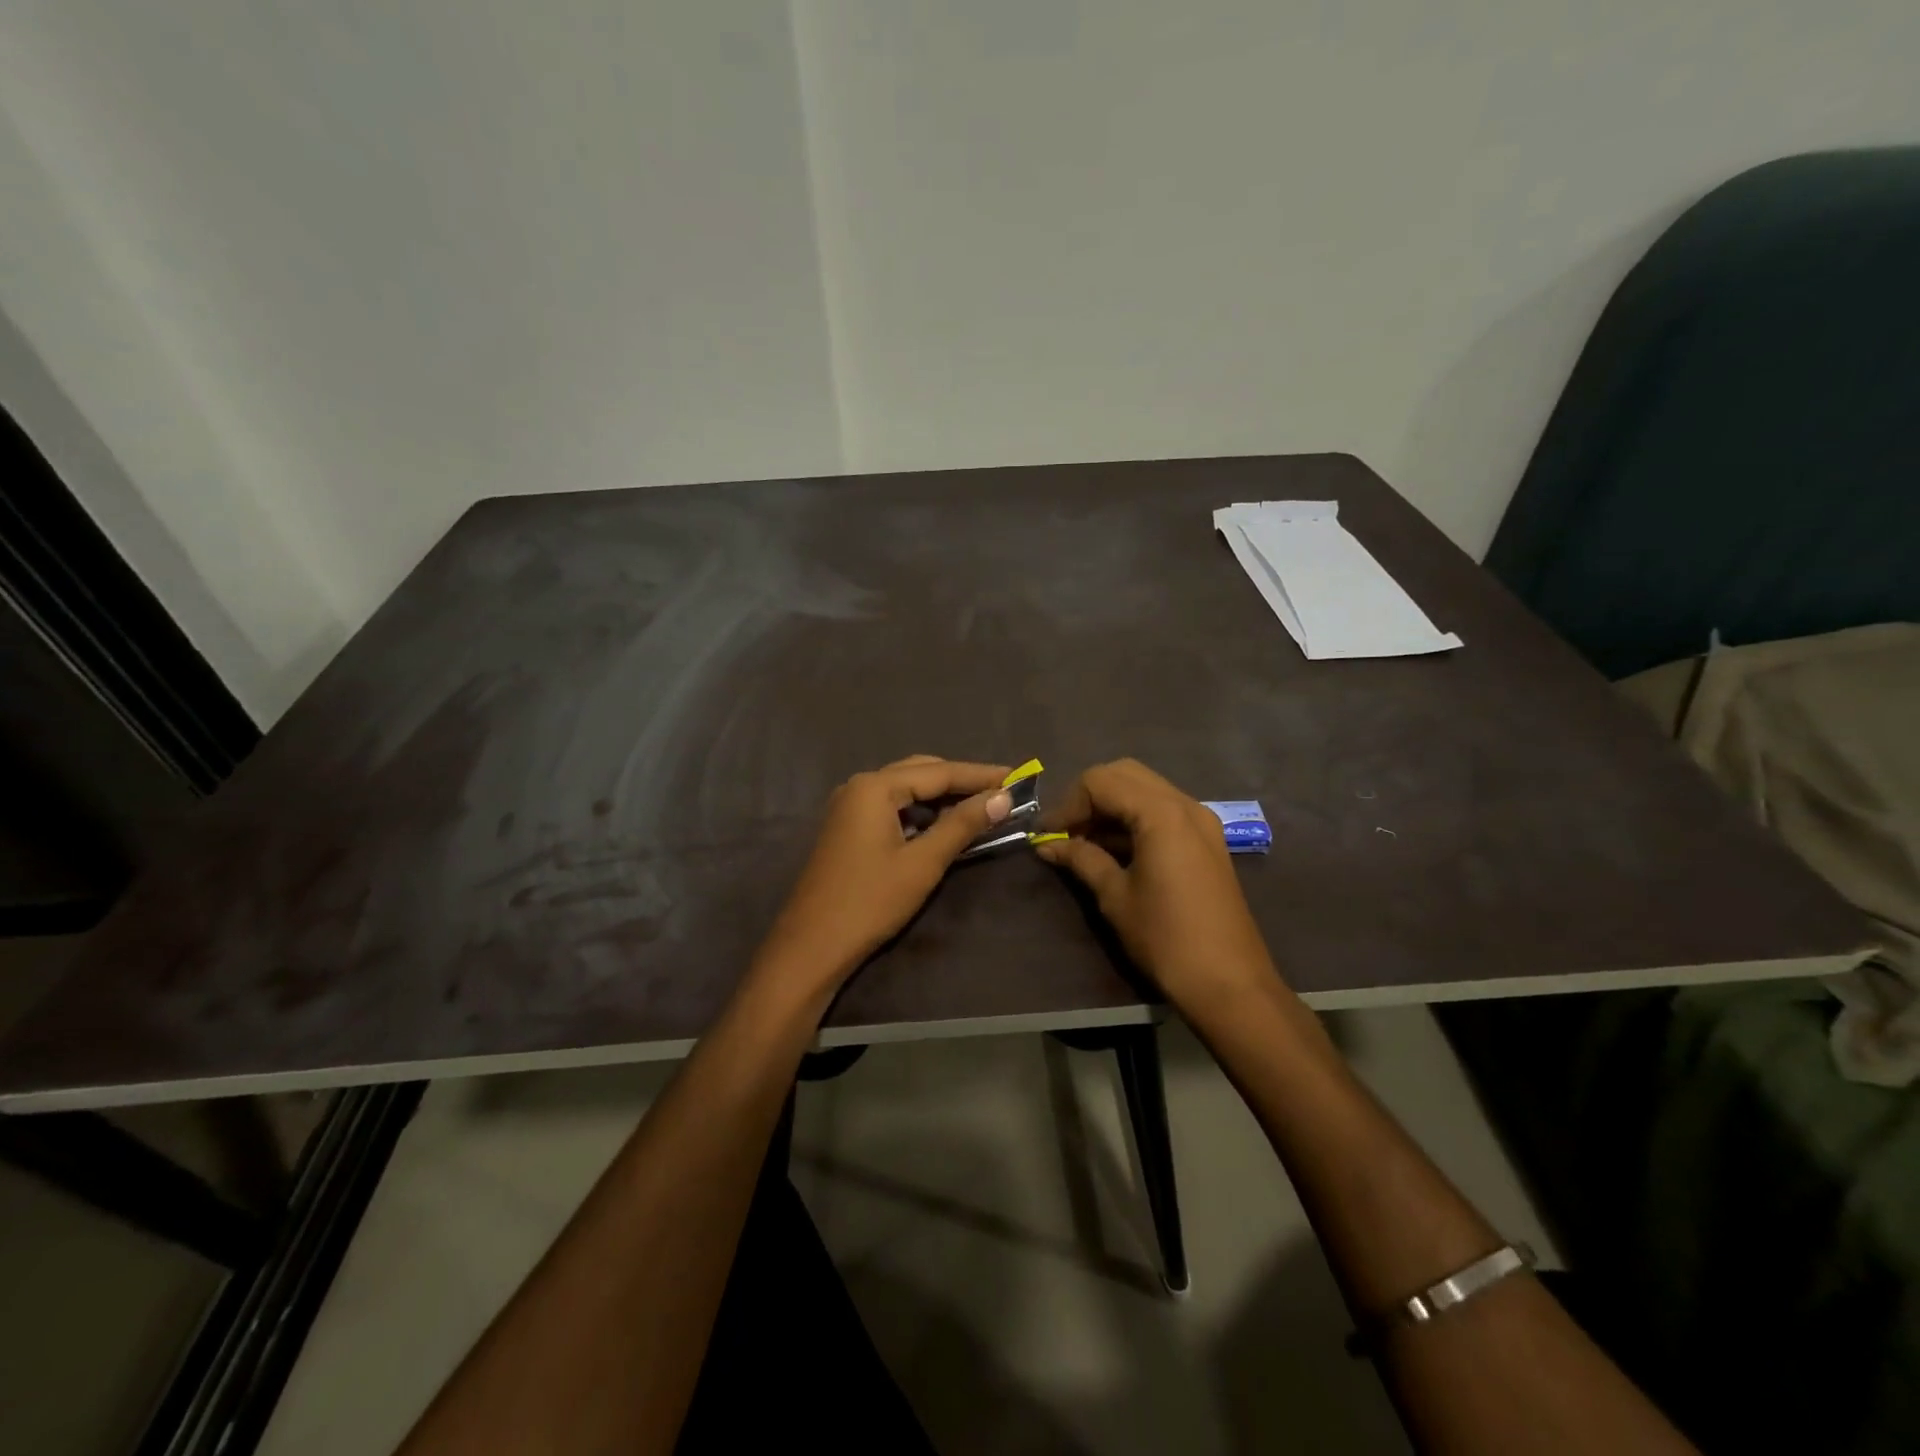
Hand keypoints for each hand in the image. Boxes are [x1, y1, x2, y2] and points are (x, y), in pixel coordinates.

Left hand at [755, 756, 1013, 991]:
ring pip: (905, 789)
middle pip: (920, 772)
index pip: (939, 772)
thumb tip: (1002, 798)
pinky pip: (891, 807)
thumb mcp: (923, 863)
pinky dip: (919, 812)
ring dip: (941, 797)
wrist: (812, 946)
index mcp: (874, 787)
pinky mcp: (846, 828)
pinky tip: (942, 825)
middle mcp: (859, 786)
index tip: (1017, 777)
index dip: (980, 776)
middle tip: (1002, 792)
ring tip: (979, 807)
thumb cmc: (870, 902)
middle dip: (961, 781)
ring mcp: (848, 806)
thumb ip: (962, 825)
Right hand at [1034, 758, 1279, 1012]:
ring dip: (1111, 807)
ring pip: (1145, 789)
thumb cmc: (1166, 938)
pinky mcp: (1207, 840)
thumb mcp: (1115, 896)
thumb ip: (1081, 859)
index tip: (1048, 836)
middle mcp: (1185, 804)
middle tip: (1067, 833)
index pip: (1101, 782)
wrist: (1230, 983)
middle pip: (1124, 774)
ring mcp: (1201, 821)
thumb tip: (1047, 844)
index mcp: (1161, 813)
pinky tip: (1113, 851)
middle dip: (1089, 797)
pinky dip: (1134, 819)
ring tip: (1084, 844)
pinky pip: (1163, 811)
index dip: (1068, 804)